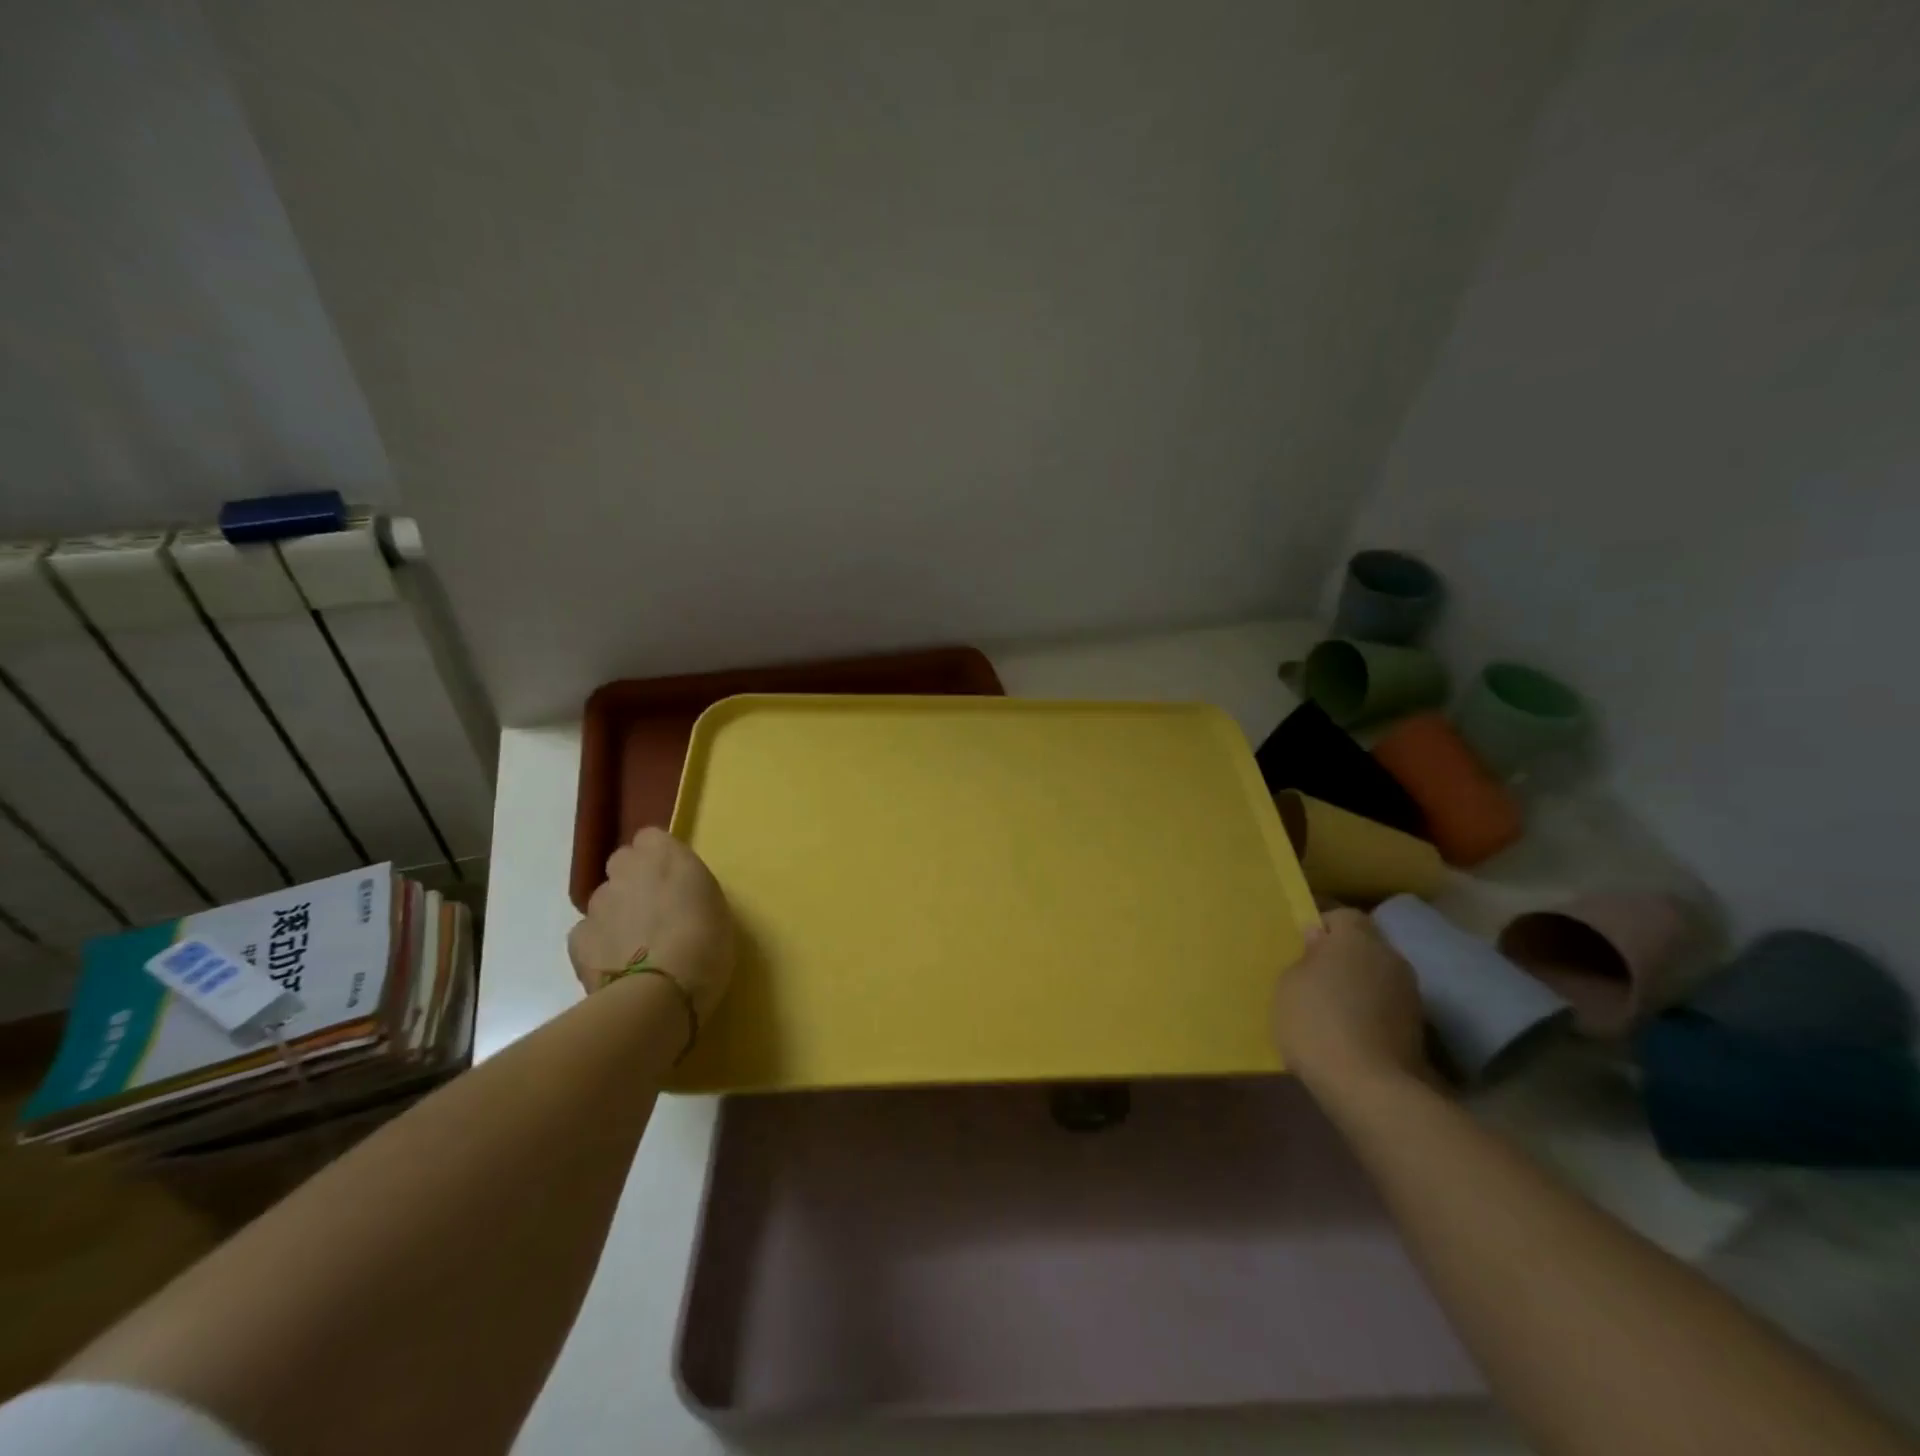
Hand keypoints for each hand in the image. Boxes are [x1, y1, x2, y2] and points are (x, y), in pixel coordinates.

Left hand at [566, 828, 734, 1020]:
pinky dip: (600, 945)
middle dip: (634, 881)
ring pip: (605, 900)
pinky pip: (589, 934)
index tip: (674, 880)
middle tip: (655, 911)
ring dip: (618, 914)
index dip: (660, 858)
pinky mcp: (578, 939)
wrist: (661, 993)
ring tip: (637, 946)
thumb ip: (689, 889)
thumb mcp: (715, 906)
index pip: (651, 838)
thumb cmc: (706, 944)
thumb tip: (676, 896)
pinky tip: (618, 966)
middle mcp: (625, 870)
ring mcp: (597, 904)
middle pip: (623, 864)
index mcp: (665, 855)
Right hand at [1272, 908, 1431, 1094]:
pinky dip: (1372, 1011)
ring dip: (1360, 985)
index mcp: (1356, 938)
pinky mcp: (1418, 1027)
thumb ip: (1305, 957)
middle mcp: (1390, 956)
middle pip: (1365, 945)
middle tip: (1316, 977)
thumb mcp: (1288, 983)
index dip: (1324, 927)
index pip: (1344, 915)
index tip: (1304, 947)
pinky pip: (1387, 1005)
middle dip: (1344, 956)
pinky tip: (1352, 1031)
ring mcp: (1410, 993)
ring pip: (1378, 976)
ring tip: (1334, 1008)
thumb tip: (1319, 940)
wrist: (1368, 1086)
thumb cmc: (1316, 1021)